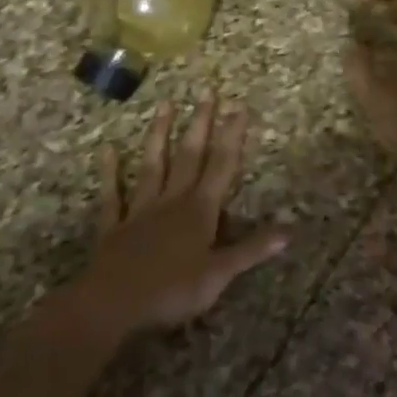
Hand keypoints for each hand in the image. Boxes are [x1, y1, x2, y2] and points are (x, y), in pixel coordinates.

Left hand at [74, 95, 288, 335]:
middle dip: (200, 123)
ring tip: (165, 103)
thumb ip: (252, 249)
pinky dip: (110, 172)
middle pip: (189, 156)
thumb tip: (290, 230)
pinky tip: (106, 149)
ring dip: (159, 134)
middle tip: (206, 91)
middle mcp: (172, 201)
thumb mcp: (219, 274)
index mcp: (200, 211)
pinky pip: (113, 195)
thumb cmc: (172, 291)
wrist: (112, 306)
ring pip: (153, 165)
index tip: (238, 106)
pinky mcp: (114, 227)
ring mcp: (141, 210)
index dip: (232, 135)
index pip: (221, 165)